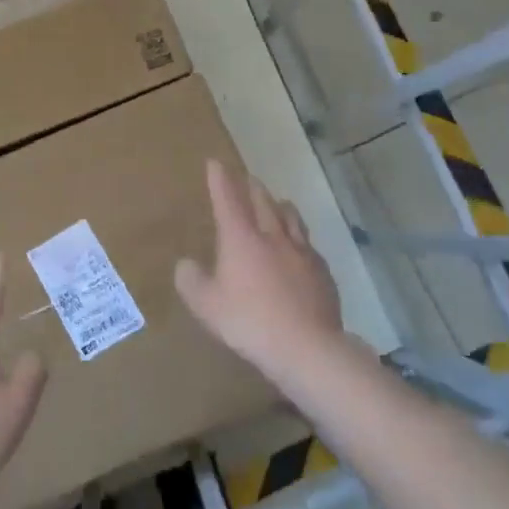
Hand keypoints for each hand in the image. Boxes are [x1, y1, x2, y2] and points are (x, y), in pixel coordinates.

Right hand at [175, 159, 343, 383]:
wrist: (306, 346)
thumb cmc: (248, 322)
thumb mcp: (206, 306)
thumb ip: (191, 281)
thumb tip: (186, 264)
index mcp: (241, 239)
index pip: (228, 200)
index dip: (220, 180)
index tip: (216, 163)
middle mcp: (273, 236)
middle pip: (263, 202)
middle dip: (252, 187)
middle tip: (248, 178)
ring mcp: (302, 253)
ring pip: (291, 219)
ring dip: (281, 207)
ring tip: (279, 203)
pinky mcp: (322, 273)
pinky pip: (309, 247)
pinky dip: (301, 240)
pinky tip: (302, 248)